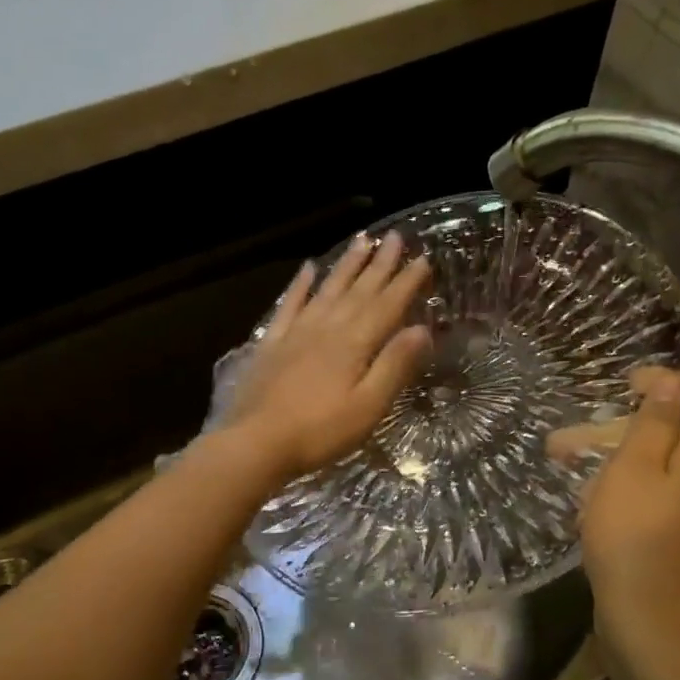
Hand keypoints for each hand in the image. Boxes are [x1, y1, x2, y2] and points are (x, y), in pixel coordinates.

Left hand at [225, 231, 432, 481]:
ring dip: (346, 265)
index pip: (387, 306)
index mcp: (354, 344)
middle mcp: (327, 328)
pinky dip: (300, 285)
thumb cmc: (319, 432)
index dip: (406, 282)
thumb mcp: (368, 407)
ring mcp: (296, 333)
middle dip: (380, 264)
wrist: (255, 442)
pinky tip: (308, 268)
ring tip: (361, 240)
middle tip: (396, 237)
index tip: (424, 259)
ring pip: (327, 289)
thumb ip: (394, 366)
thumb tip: (422, 329)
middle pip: (359, 290)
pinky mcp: (272, 344)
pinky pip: (289, 305)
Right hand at [560, 367, 679, 659]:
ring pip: (663, 463)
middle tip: (572, 434)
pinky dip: (628, 483)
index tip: (623, 382)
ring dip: (617, 456)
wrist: (649, 618)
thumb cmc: (634, 534)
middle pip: (678, 431)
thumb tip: (673, 383)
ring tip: (565, 461)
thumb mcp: (633, 467)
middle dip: (624, 425)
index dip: (664, 382)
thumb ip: (654, 421)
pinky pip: (662, 491)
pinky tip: (591, 496)